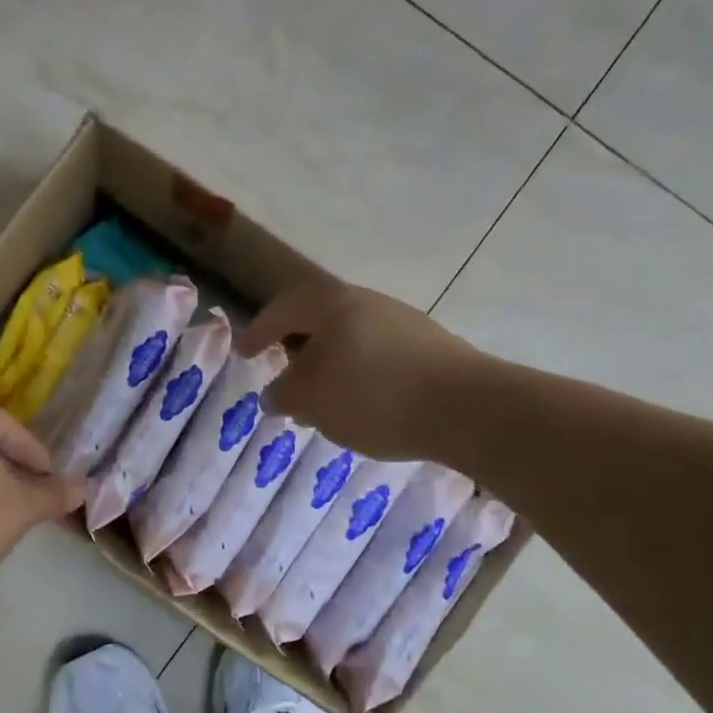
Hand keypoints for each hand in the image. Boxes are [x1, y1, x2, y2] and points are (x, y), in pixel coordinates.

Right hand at [237, 278, 487, 461]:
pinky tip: (366, 409)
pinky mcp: (433, 350)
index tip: (244, 354)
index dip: (259, 330)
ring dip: (332, 369)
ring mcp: (406, 324)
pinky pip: (381, 358)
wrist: (468, 408)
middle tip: (286, 380)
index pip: (285, 308)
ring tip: (326, 404)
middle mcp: (370, 303)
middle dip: (299, 352)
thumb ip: (284, 395)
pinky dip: (362, 378)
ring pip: (353, 342)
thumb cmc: (374, 396)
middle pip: (322, 321)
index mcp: (334, 305)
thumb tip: (275, 393)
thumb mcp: (312, 401)